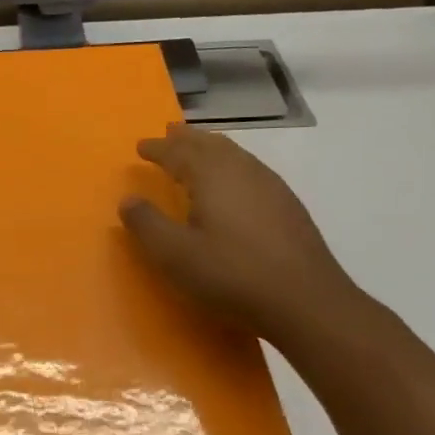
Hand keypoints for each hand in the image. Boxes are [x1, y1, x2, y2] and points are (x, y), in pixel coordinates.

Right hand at [120, 122, 358, 341]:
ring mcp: (271, 187)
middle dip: (187, 139)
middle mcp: (243, 171)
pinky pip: (252, 170)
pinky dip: (232, 165)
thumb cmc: (231, 274)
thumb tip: (128, 199)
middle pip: (211, 145)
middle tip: (170, 132)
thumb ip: (147, 224)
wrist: (306, 301)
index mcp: (212, 176)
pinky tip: (235, 183)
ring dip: (212, 148)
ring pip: (236, 155)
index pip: (179, 153)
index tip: (141, 146)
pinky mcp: (288, 207)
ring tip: (199, 149)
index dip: (158, 148)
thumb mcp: (174, 254)